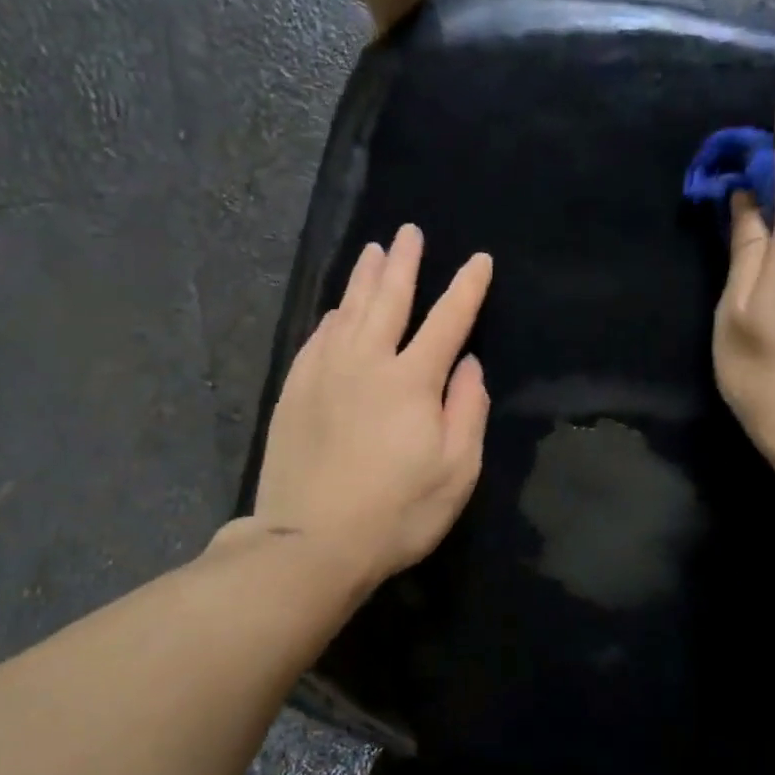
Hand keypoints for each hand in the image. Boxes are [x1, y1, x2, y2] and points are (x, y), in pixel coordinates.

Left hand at [250, 224, 492, 589]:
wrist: (310, 542)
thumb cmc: (396, 513)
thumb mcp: (455, 472)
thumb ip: (467, 411)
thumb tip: (469, 365)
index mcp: (412, 380)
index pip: (447, 321)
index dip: (467, 288)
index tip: (479, 260)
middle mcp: (366, 363)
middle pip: (389, 300)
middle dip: (404, 264)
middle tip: (409, 232)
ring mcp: (324, 374)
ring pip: (348, 311)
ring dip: (364, 279)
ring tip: (374, 251)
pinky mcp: (295, 392)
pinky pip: (316, 339)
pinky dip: (330, 318)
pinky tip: (335, 311)